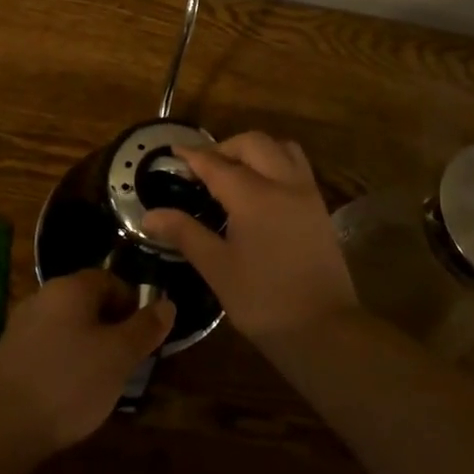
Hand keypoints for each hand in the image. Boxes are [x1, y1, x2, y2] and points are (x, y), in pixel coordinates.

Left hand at [0, 271, 173, 451]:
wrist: (3, 426)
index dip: (134, 305)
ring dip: (88, 344)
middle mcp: (44, 295)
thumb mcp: (119, 356)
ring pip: (68, 324)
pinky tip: (69, 390)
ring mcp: (22, 323)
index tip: (143, 337)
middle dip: (111, 326)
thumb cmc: (70, 382)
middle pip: (88, 301)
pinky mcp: (9, 352)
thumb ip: (145, 328)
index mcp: (71, 287)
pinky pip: (48, 345)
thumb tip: (167, 304)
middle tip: (126, 360)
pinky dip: (64, 359)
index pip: (112, 280)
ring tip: (101, 379)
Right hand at [142, 131, 358, 346]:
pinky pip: (297, 166)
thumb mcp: (217, 268)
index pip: (217, 163)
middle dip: (224, 147)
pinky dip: (275, 162)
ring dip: (255, 150)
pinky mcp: (320, 207)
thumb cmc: (263, 301)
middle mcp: (283, 183)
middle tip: (203, 167)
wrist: (323, 329)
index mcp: (254, 196)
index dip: (193, 155)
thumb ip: (184, 233)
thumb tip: (149, 215)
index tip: (174, 151)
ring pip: (281, 148)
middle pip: (253, 144)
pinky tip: (262, 189)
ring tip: (235, 170)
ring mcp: (306, 193)